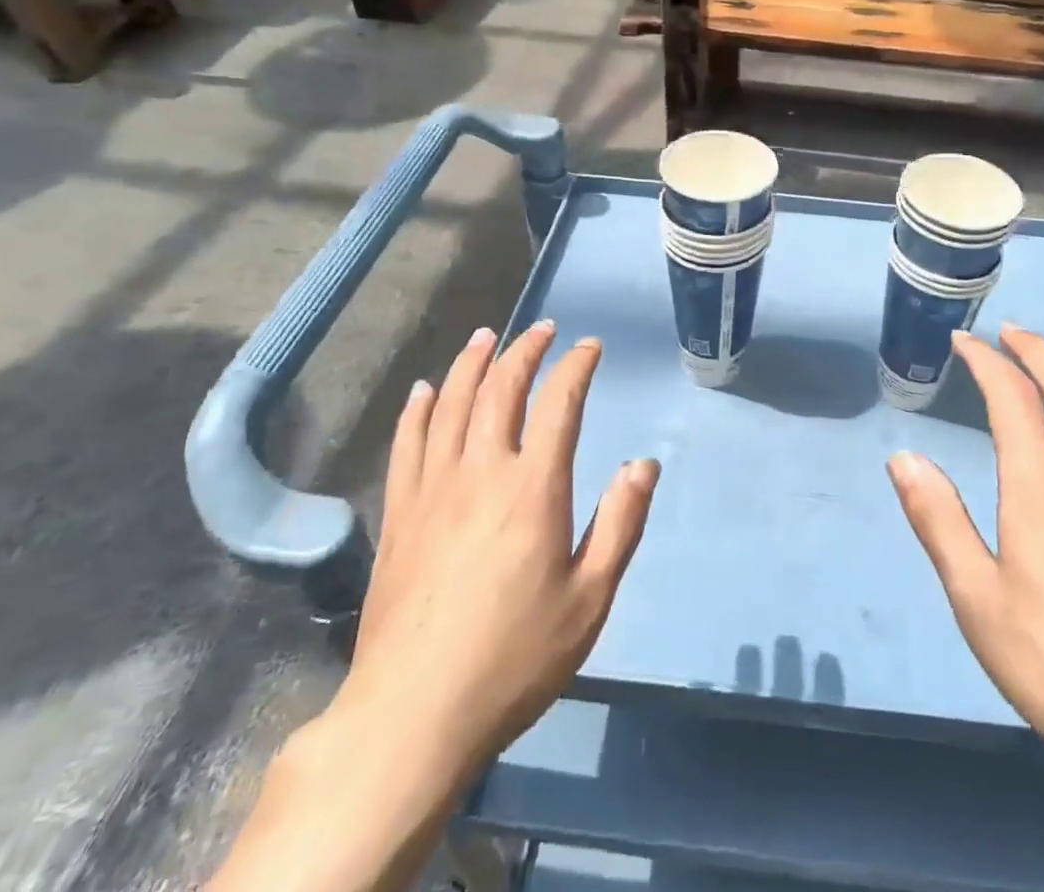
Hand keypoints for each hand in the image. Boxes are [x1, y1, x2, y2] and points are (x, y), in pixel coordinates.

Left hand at [340, 321, 659, 775]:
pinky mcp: (399, 513)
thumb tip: (643, 464)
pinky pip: (406, 442)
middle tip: (542, 329)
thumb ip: (621, 524)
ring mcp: (432, 489)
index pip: (559, 404)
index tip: (589, 347)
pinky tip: (423, 390)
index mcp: (533, 488)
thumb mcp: (590, 599)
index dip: (576, 367)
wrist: (414, 714)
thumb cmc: (514, 657)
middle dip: (524, 351)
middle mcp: (481, 472)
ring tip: (486, 337)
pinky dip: (417, 408)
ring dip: (470, 364)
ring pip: (449, 404)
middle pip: (500, 390)